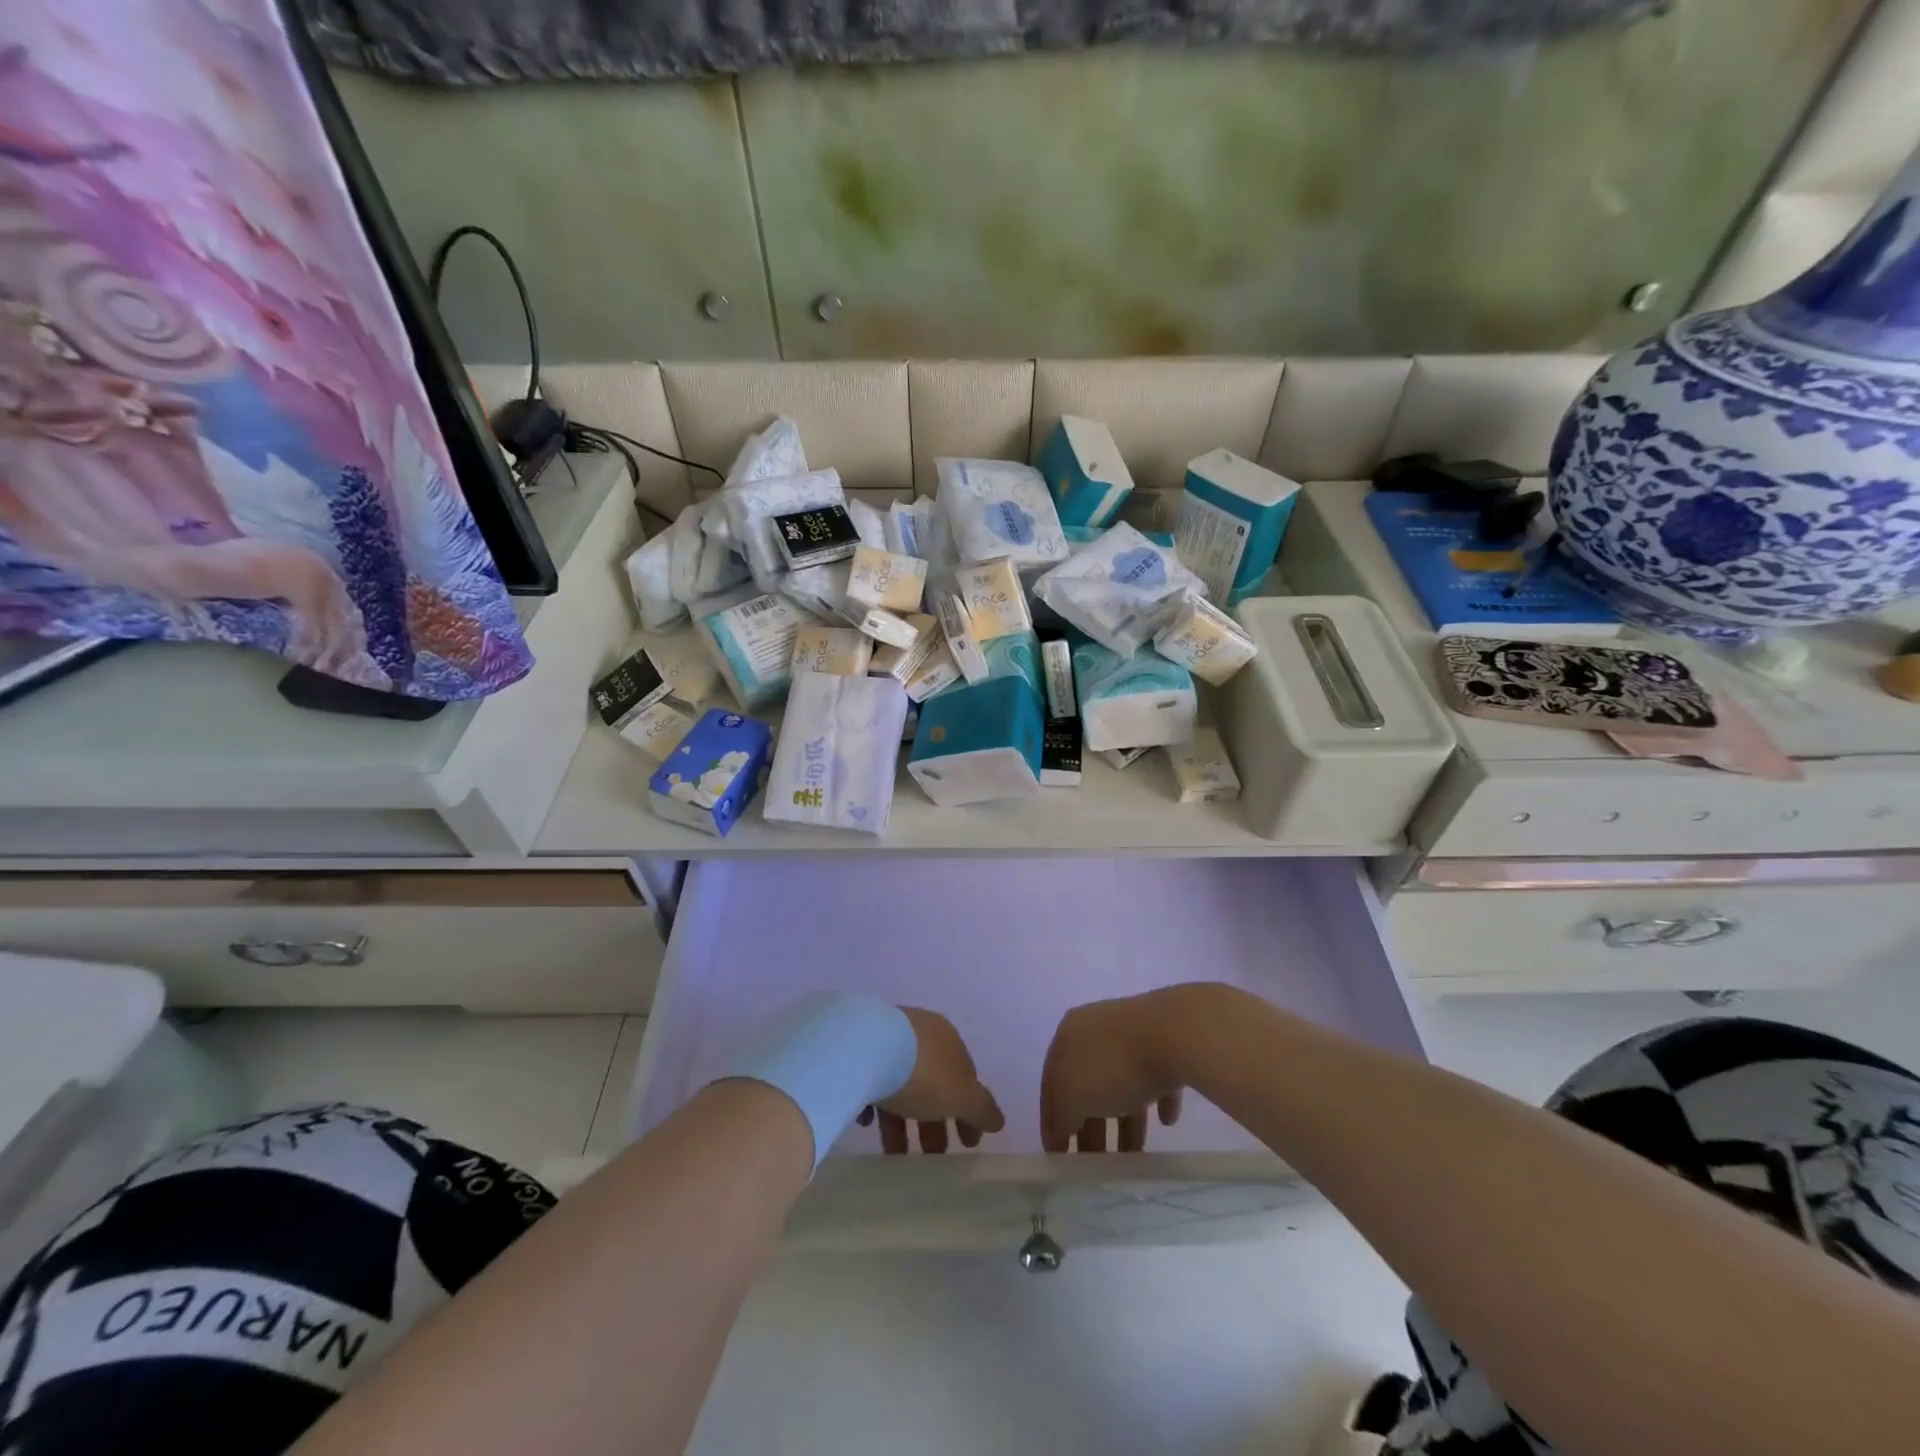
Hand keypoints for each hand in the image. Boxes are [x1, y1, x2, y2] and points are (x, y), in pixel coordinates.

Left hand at [857, 1007, 1004, 1154]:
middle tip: (933, 1156)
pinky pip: (872, 1081)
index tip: (968, 1145)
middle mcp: (920, 1034)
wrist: (862, 1048)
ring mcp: (888, 1039)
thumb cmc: (921, 1073)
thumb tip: (998, 1120)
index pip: (966, 1077)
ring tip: (896, 1155)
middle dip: (936, 1121)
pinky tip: (867, 1122)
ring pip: (901, 1085)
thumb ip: (982, 1109)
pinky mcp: (859, 1050)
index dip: (970, 1112)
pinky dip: (875, 1104)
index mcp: (948, 1040)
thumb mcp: (960, 1095)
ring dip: (903, 1121)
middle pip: (933, 1083)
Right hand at [1040, 992, 1185, 1152]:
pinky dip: (1155, 1100)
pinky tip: (1165, 1120)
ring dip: (1124, 1120)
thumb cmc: (1114, 1065)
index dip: (1053, 1121)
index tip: (1059, 1158)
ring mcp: (1132, 1035)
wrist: (1175, 1034)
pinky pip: (1155, 1078)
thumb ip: (1060, 1115)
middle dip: (1090, 1125)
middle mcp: (1096, 1030)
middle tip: (1096, 1164)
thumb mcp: (1072, 1094)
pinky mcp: (1165, 1044)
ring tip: (1133, 1155)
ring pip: (1120, 1083)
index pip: (1051, 1082)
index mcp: (1068, 1035)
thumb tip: (1061, 1129)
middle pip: (1086, 1084)